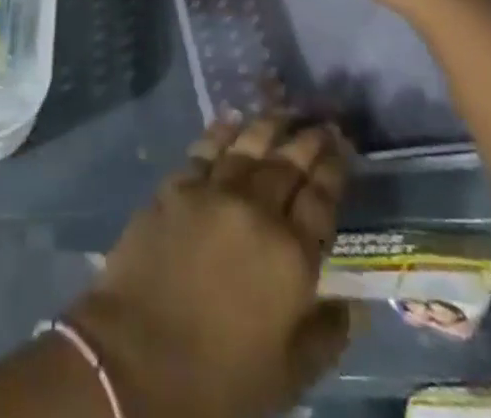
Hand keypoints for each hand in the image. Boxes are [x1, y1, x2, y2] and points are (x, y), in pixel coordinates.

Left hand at [66, 114, 354, 417]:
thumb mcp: (289, 375)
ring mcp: (213, 192)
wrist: (136, 356)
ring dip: (269, 126)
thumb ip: (325, 334)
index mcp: (292, 257)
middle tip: (322, 121)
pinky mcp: (176, 186)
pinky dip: (222, 131)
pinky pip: (205, 148)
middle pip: (288, 163)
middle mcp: (257, 210)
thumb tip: (354, 305)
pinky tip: (232, 119)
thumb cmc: (219, 379)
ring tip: (283, 110)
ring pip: (248, 146)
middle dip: (308, 139)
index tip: (344, 144)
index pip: (321, 199)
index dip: (334, 169)